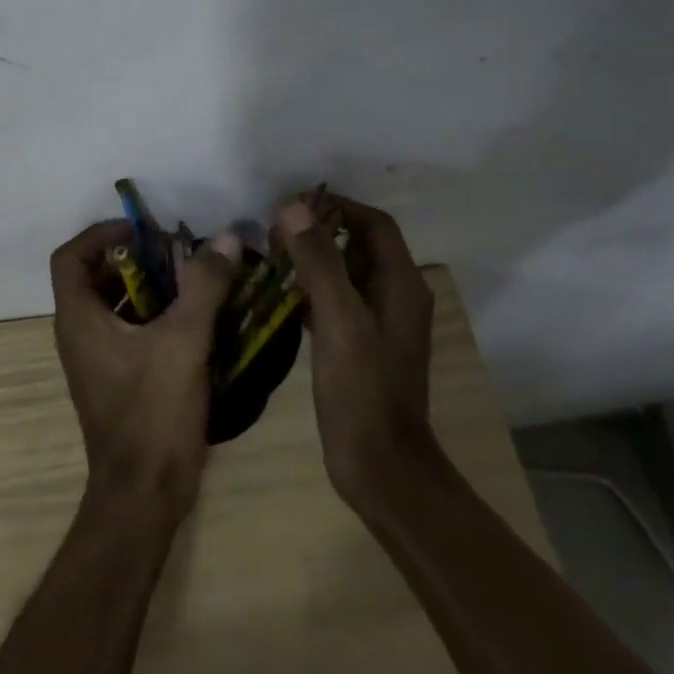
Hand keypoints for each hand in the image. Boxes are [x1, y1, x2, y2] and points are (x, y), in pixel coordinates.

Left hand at [49, 221, 239, 514]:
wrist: (143, 495)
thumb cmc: (154, 412)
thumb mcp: (184, 341)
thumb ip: (204, 285)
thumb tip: (223, 237)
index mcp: (79, 318)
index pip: (70, 256)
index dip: (100, 234)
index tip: (141, 231)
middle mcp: (78, 333)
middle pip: (93, 276)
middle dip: (132, 257)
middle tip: (174, 250)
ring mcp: (95, 359)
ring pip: (113, 304)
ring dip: (146, 285)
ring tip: (190, 278)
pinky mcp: (115, 379)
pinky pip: (127, 330)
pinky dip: (153, 314)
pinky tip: (193, 318)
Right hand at [275, 193, 437, 507]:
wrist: (382, 469)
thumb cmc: (364, 391)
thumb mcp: (339, 320)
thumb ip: (318, 261)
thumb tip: (292, 207)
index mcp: (401, 284)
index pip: (373, 224)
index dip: (337, 206)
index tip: (293, 205)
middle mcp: (396, 296)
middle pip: (359, 245)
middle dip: (320, 231)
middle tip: (275, 232)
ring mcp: (379, 323)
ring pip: (345, 274)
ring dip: (313, 260)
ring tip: (272, 257)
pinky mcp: (360, 346)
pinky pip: (336, 303)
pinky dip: (311, 291)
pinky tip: (280, 296)